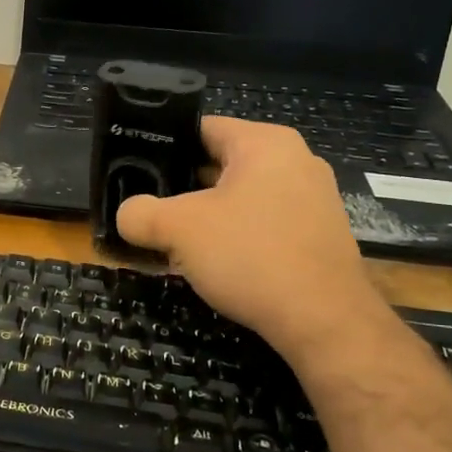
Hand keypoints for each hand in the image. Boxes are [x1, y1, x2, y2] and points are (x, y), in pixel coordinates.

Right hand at [116, 117, 383, 355]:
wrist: (324, 322)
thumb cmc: (250, 256)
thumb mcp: (178, 230)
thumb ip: (140, 213)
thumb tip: (126, 214)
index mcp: (265, 143)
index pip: (200, 129)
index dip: (162, 148)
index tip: (134, 172)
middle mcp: (295, 161)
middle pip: (219, 164)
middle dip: (180, 189)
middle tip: (148, 211)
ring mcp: (312, 199)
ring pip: (239, 198)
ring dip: (205, 218)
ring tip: (172, 242)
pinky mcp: (317, 235)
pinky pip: (262, 224)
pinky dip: (234, 238)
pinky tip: (213, 265)